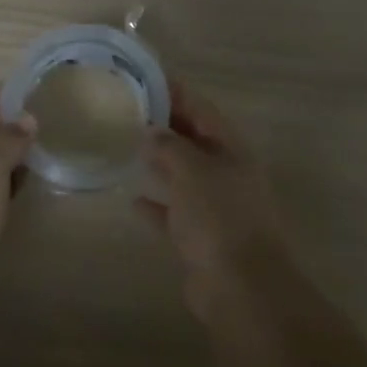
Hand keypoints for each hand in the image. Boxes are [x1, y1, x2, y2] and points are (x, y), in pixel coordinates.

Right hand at [135, 82, 288, 286]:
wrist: (239, 287)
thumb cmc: (219, 218)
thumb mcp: (192, 170)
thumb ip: (170, 146)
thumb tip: (152, 131)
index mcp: (232, 150)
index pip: (202, 109)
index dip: (176, 92)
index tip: (146, 78)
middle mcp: (227, 173)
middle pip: (194, 140)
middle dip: (166, 125)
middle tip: (128, 111)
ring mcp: (216, 207)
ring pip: (184, 176)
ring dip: (160, 163)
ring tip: (127, 147)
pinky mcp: (201, 237)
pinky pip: (174, 213)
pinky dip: (156, 204)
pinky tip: (132, 199)